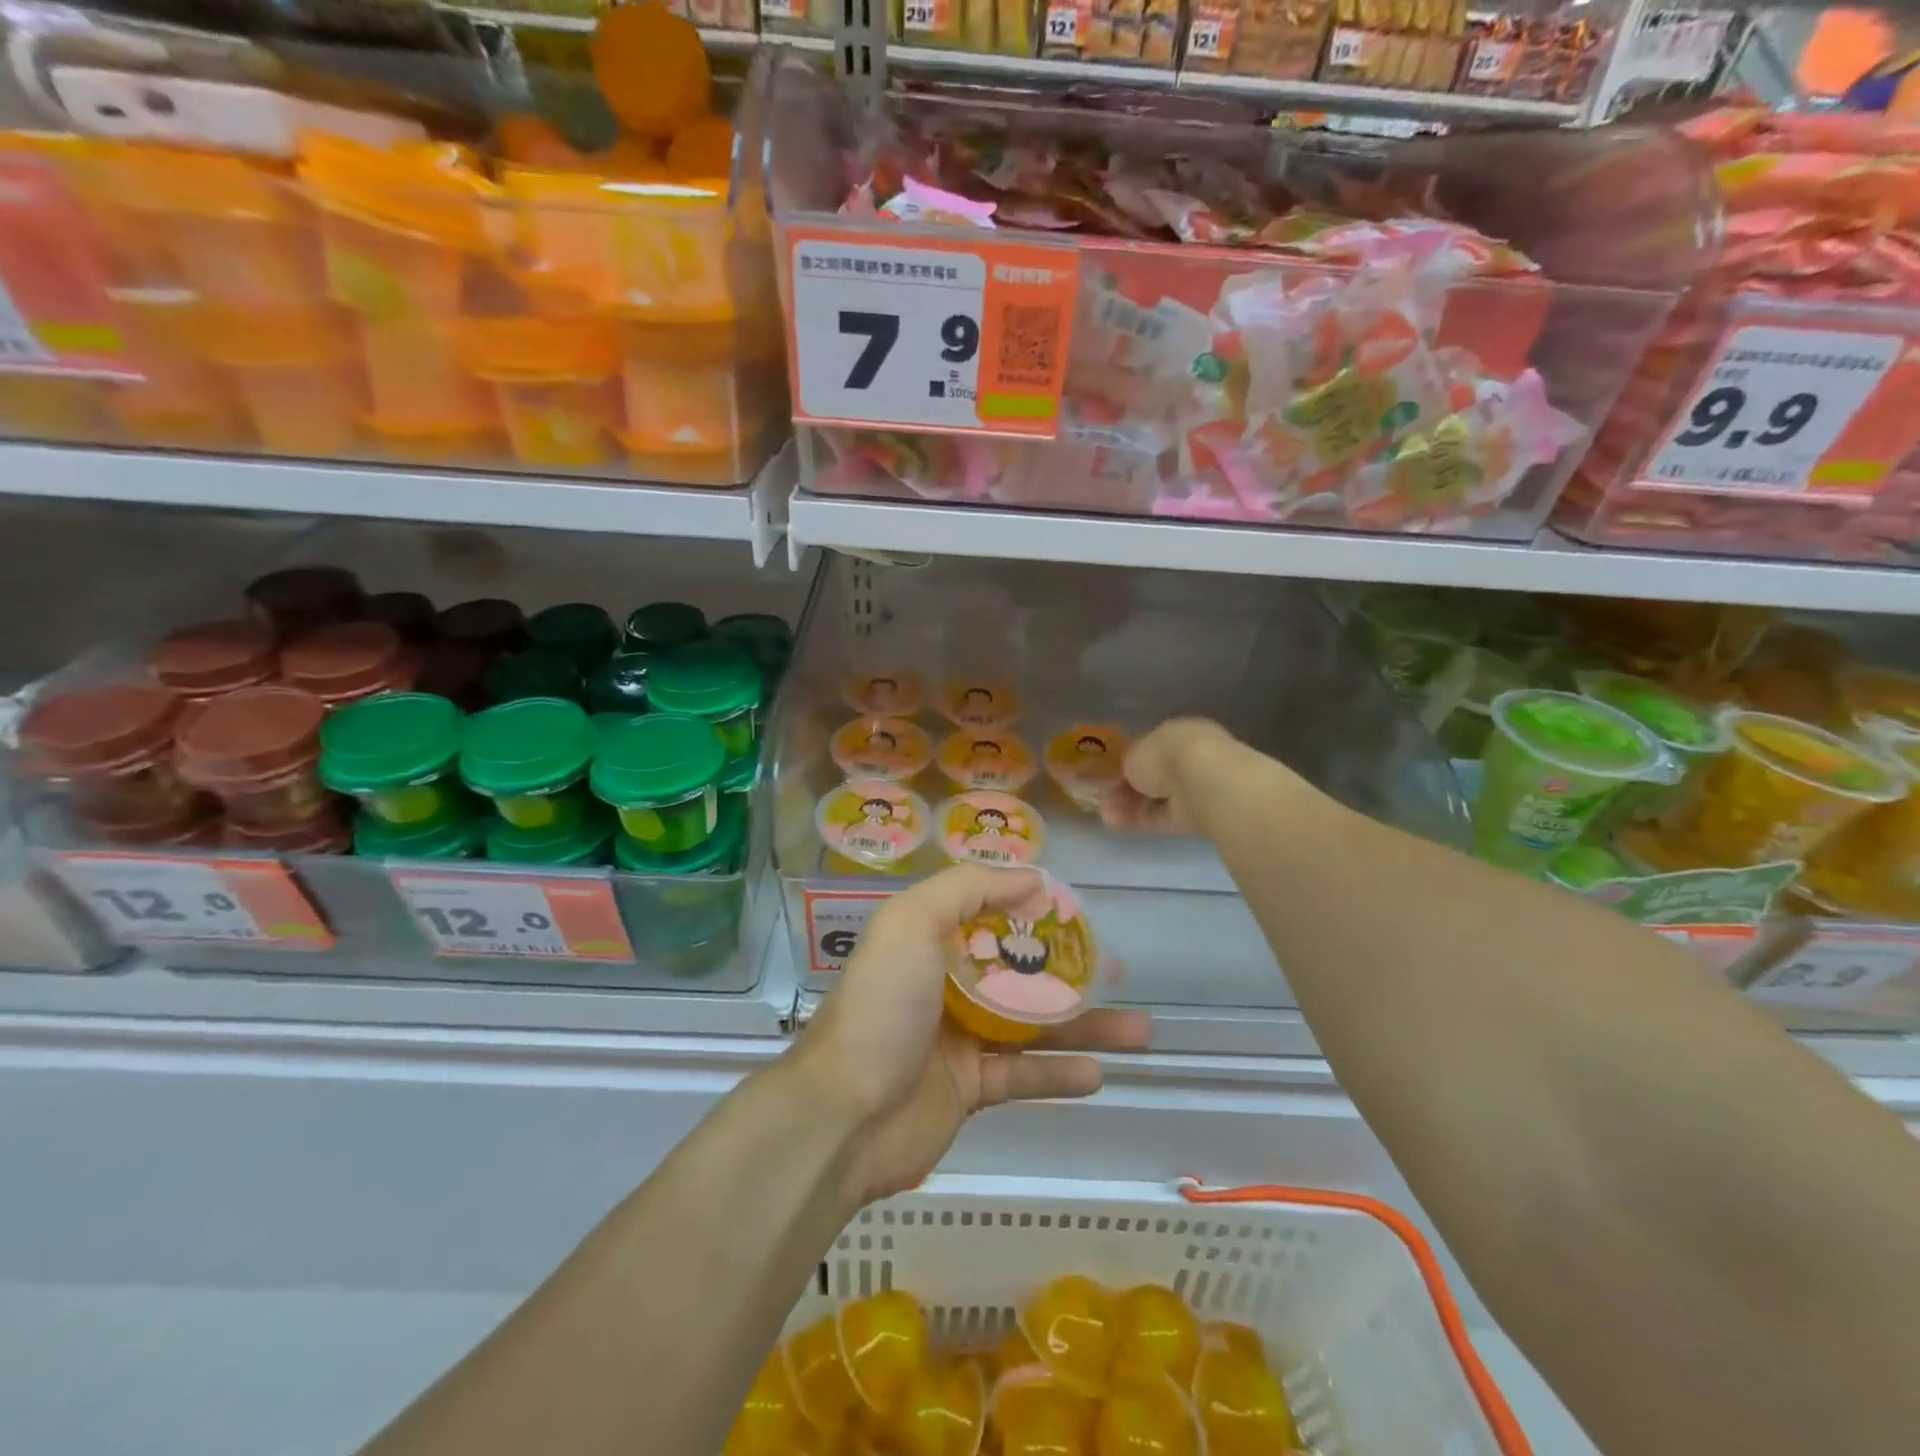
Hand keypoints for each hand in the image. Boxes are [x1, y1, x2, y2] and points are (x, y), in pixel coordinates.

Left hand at [799, 865, 1149, 1205]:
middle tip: (1119, 970)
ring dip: (1084, 1026)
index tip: (1076, 909)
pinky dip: (1059, 1073)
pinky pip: (1023, 1075)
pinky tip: (1099, 1072)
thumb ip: (969, 888)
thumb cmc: (882, 1007)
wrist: (844, 1116)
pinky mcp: (970, 1089)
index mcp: (926, 941)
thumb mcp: (913, 922)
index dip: (1029, 909)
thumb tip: (1033, 878)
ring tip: (1140, 1029)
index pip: (985, 914)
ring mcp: (959, 1038)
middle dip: (1068, 968)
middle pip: (1017, 970)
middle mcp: (943, 984)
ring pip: (1032, 1026)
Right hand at [1101, 717, 1237, 834]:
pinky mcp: (1197, 816)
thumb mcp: (1134, 753)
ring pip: (1157, 799)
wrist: (1203, 783)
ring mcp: (1197, 789)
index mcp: (1179, 733)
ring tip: (1104, 814)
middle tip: (1103, 798)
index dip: (1128, 763)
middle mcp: (1191, 758)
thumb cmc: (1166, 755)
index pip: (1151, 749)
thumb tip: (1128, 775)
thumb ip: (1129, 764)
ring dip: (1129, 806)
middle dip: (1127, 789)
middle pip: (1154, 777)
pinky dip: (1139, 820)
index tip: (1109, 775)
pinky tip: (1114, 823)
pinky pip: (1163, 817)